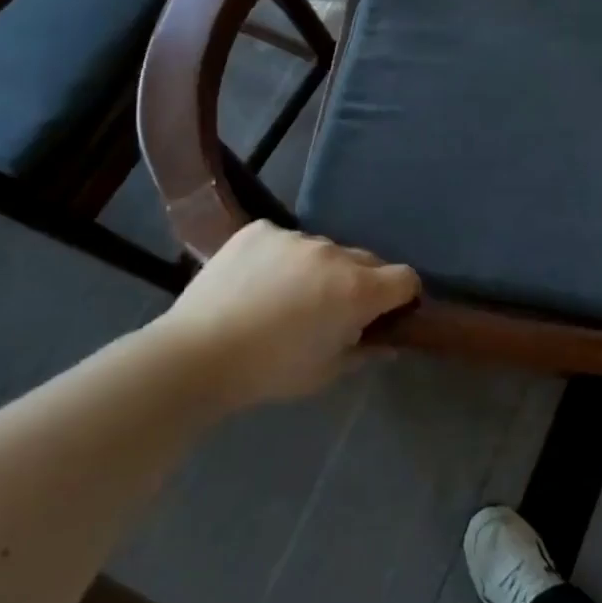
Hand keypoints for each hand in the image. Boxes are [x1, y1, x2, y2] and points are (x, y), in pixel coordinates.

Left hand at [154, 222, 418, 408]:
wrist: (196, 355)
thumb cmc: (270, 371)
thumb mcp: (326, 372)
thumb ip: (365, 352)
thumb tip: (389, 344)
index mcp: (357, 289)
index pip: (405, 278)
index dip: (402, 296)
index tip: (387, 313)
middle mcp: (334, 253)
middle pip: (367, 260)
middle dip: (361, 282)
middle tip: (334, 310)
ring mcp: (295, 237)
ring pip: (324, 250)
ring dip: (320, 269)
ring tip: (286, 296)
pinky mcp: (260, 230)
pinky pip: (285, 239)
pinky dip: (282, 257)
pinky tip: (257, 282)